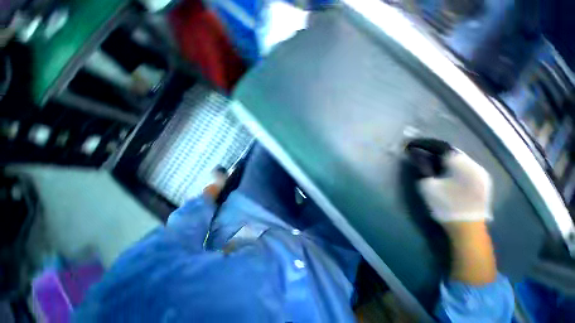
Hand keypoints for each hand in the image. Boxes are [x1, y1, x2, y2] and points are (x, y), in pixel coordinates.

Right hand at [418, 150, 496, 283]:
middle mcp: (474, 165)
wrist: (467, 227)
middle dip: (435, 151)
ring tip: (432, 162)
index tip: (413, 146)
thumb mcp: (428, 185)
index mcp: (460, 164)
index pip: (441, 146)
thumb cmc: (445, 205)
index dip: (426, 145)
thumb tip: (416, 155)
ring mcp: (481, 173)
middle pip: (452, 151)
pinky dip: (454, 165)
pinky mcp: (483, 182)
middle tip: (422, 154)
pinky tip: (447, 172)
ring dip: (445, 158)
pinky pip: (466, 166)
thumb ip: (423, 167)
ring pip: (460, 159)